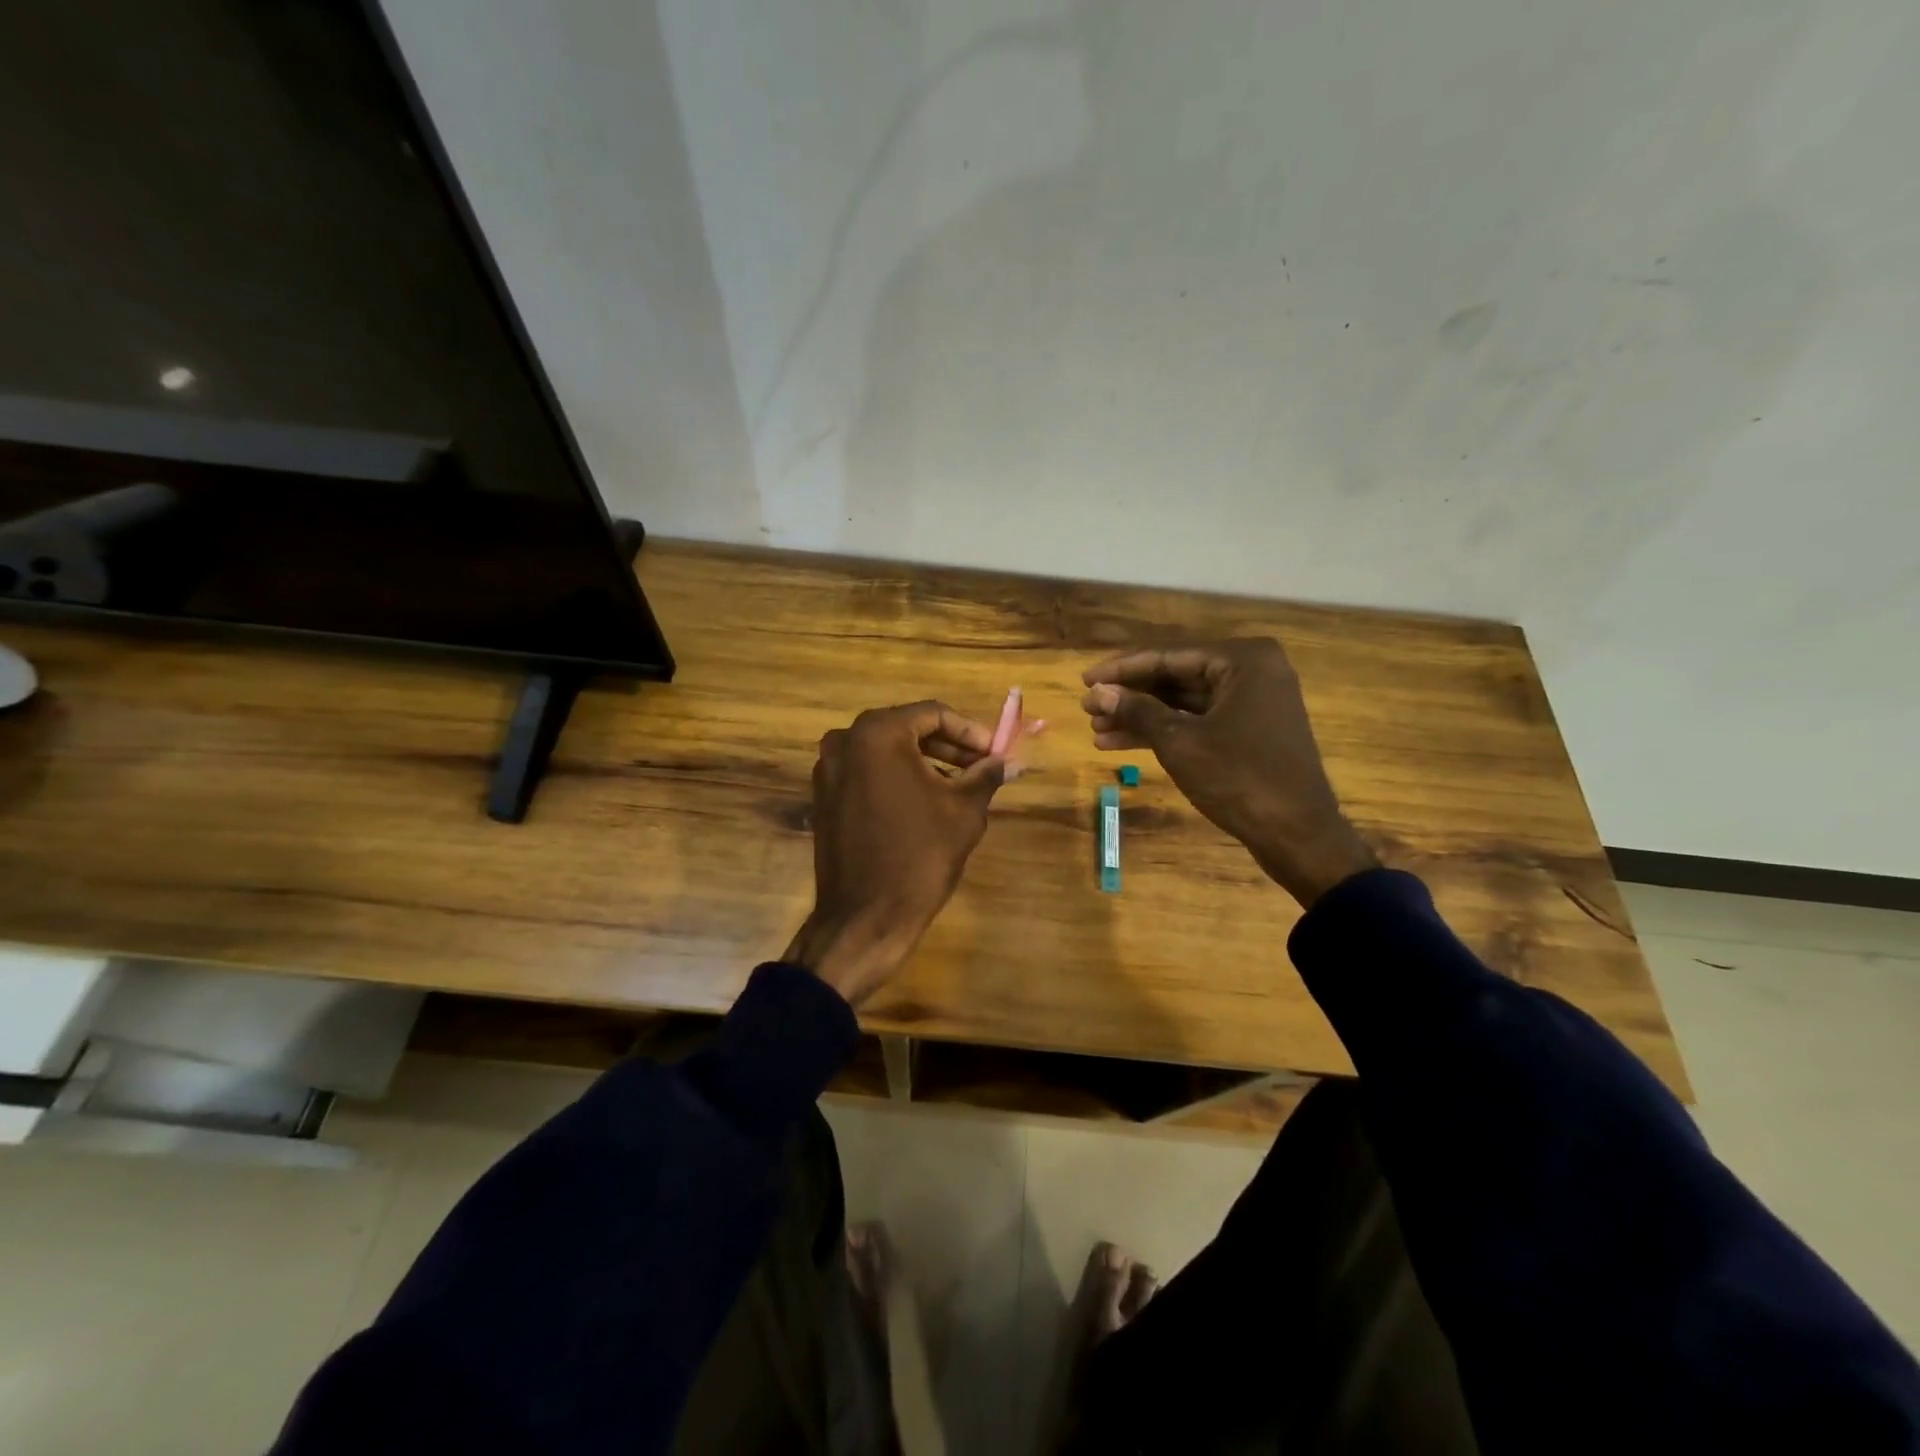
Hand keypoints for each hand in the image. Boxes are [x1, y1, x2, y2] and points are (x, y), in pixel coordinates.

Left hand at [785, 702, 1005, 1004]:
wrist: (865, 917)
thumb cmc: (920, 855)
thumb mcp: (964, 810)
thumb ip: (986, 775)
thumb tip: (1009, 760)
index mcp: (877, 733)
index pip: (933, 714)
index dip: (970, 732)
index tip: (995, 753)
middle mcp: (845, 741)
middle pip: (908, 730)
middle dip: (949, 747)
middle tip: (983, 767)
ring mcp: (828, 770)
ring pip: (887, 753)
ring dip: (925, 764)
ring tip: (961, 787)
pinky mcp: (824, 798)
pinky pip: (868, 774)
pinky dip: (898, 779)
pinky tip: (926, 803)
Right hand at [1081, 640, 1377, 906]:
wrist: (1298, 835)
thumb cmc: (1240, 779)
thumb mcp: (1180, 742)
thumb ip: (1137, 711)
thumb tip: (1099, 692)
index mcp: (1244, 660)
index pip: (1168, 656)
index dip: (1122, 670)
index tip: (1085, 681)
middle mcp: (1252, 672)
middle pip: (1175, 677)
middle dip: (1130, 697)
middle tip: (1088, 710)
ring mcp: (1253, 703)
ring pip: (1183, 703)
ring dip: (1141, 717)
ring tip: (1097, 732)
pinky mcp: (1249, 732)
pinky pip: (1198, 722)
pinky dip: (1163, 732)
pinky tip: (1122, 744)